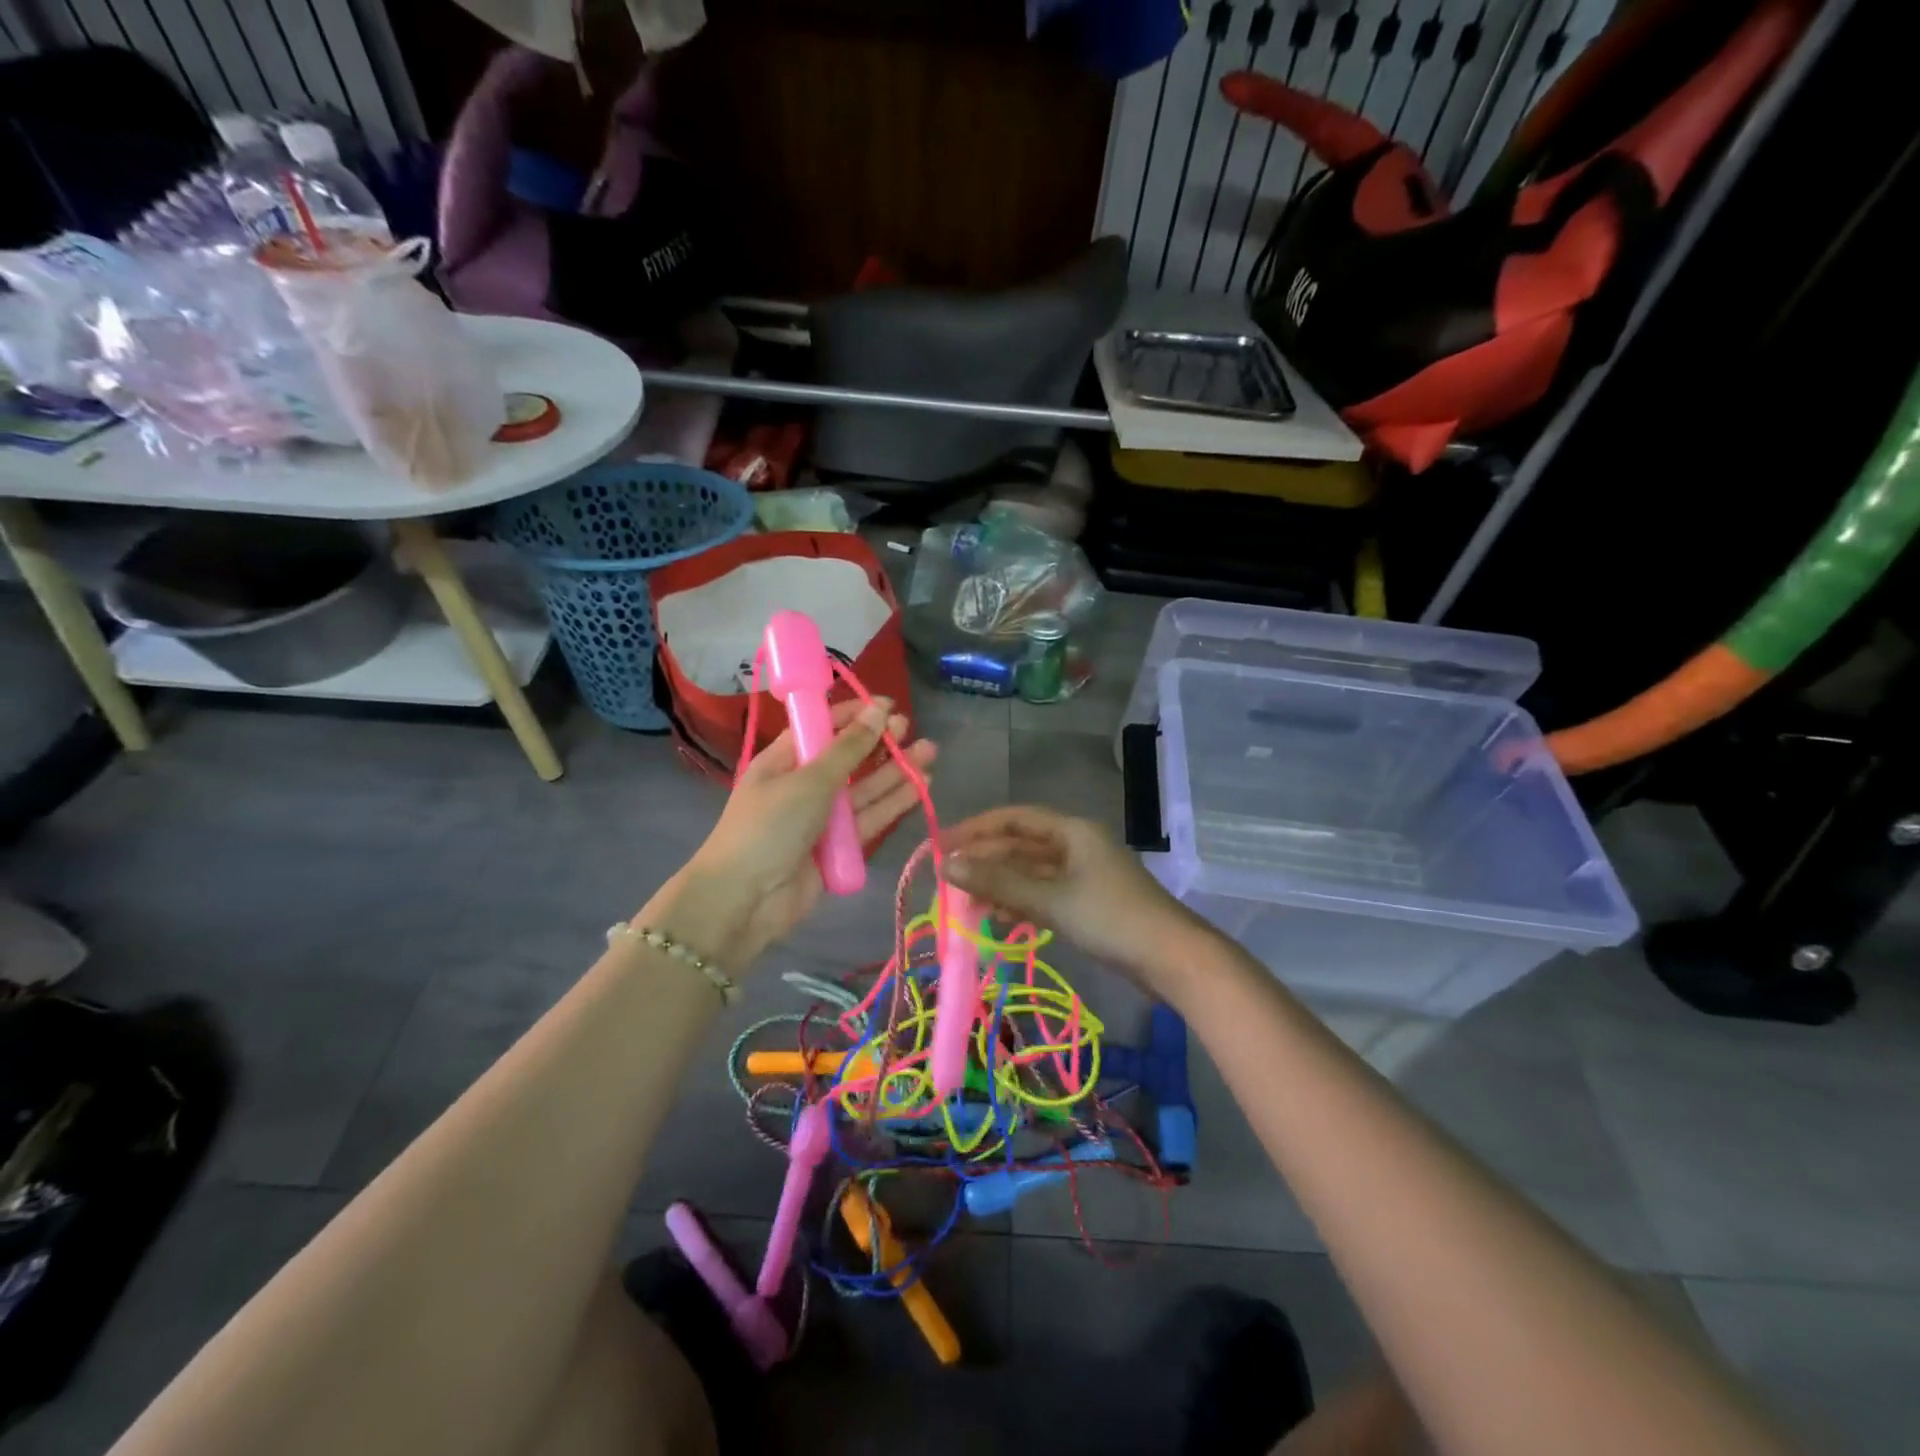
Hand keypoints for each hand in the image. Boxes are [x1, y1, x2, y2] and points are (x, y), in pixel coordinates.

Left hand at [642, 698, 936, 970]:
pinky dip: (893, 804)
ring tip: (931, 753)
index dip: (854, 714)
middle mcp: (803, 785)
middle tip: (911, 728)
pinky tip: (921, 788)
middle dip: (880, 742)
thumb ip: (849, 748)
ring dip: (895, 772)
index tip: (887, 705)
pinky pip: (870, 819)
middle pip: (848, 758)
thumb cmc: (769, 827)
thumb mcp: (808, 780)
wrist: (744, 900)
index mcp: (784, 760)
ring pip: (865, 789)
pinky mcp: (839, 847)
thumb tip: (878, 709)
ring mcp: (822, 818)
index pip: (822, 727)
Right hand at [944, 806, 1199, 991]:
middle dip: (985, 860)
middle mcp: (1077, 844)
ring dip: (1000, 884)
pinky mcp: (1089, 902)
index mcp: (1072, 830)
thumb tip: (948, 864)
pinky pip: (1045, 893)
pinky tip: (1000, 919)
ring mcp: (1084, 874)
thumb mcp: (1050, 899)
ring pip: (1031, 872)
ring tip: (967, 903)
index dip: (976, 828)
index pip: (1014, 818)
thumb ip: (999, 881)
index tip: (942, 844)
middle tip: (948, 880)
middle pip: (1021, 845)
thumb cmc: (1111, 918)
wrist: (1172, 958)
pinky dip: (1021, 902)